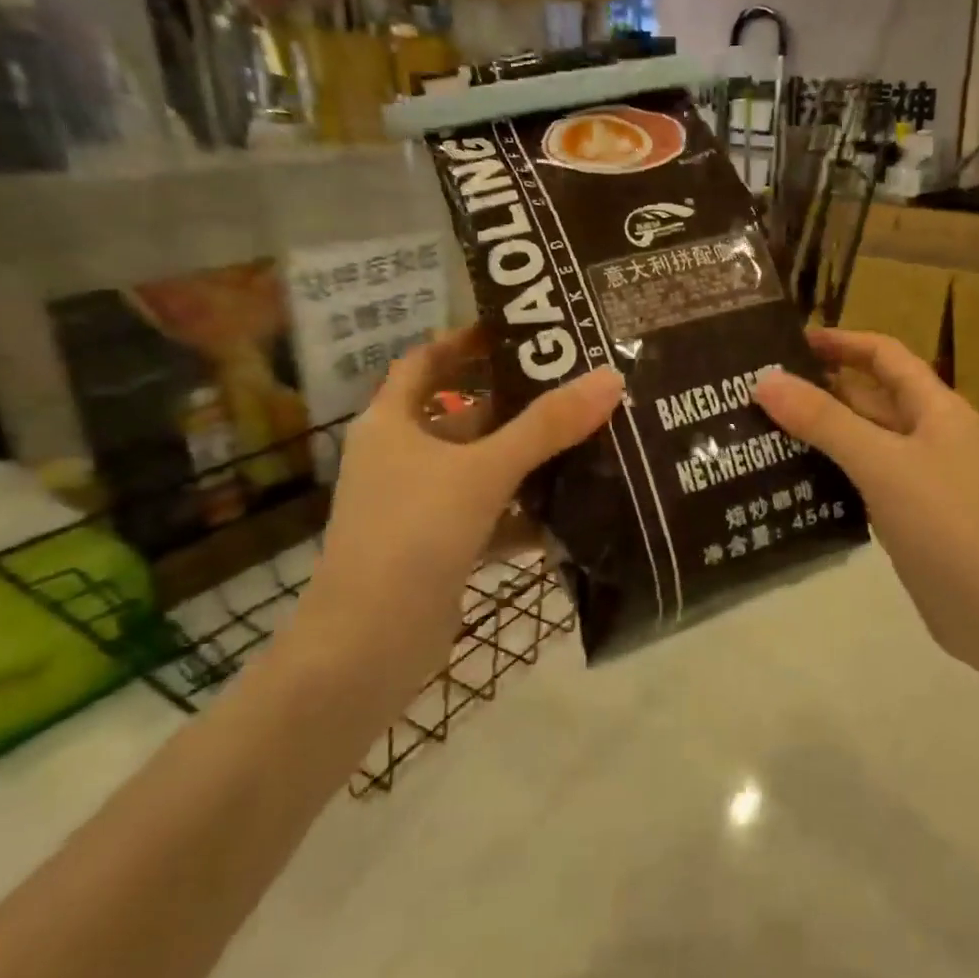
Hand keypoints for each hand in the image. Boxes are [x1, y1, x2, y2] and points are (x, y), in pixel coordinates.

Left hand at [295, 327, 623, 705]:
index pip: (426, 362)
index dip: (465, 342)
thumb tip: (609, 377)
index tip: (518, 331)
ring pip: (481, 467)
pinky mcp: (439, 547)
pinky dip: (524, 511)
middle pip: (465, 415)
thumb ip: (547, 426)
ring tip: (588, 438)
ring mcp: (419, 505)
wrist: (369, 646)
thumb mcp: (484, 471)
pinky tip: (572, 510)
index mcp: (393, 424)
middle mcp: (402, 457)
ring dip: (527, 458)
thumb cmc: (414, 534)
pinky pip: (489, 514)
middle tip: (576, 385)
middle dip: (517, 402)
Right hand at [753, 328, 978, 668]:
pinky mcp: (911, 520)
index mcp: (934, 409)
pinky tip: (791, 484)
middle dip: (820, 390)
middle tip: (758, 392)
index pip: (885, 356)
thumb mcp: (883, 464)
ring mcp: (921, 481)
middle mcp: (929, 437)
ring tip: (761, 433)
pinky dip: (832, 477)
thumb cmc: (950, 524)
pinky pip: (864, 484)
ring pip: (864, 444)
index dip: (842, 342)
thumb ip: (825, 421)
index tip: (789, 342)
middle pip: (870, 399)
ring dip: (821, 435)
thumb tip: (766, 379)